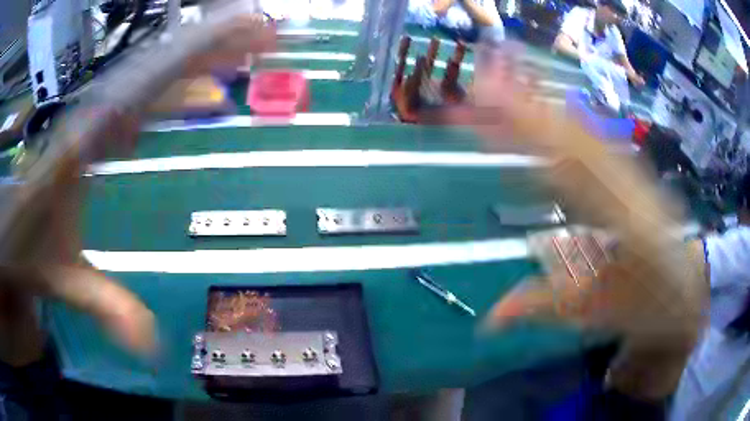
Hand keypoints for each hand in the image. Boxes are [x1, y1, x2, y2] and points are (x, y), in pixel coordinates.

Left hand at [0, 12, 275, 366]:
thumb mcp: (58, 275)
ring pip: (157, 74)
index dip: (201, 59)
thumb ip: (101, 303)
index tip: (246, 43)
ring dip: (203, 60)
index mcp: (88, 139)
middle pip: (164, 66)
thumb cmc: (27, 242)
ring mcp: (101, 117)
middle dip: (216, 47)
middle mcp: (99, 116)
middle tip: (265, 39)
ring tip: (247, 54)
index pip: (151, 82)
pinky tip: (201, 94)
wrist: (8, 225)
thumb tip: (151, 344)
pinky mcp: (101, 128)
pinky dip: (179, 86)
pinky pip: (147, 96)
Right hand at [450, 45, 707, 399]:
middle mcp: (628, 183)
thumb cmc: (646, 303)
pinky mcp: (629, 169)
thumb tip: (489, 318)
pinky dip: (562, 118)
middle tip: (482, 85)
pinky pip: (593, 138)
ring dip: (542, 104)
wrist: (686, 286)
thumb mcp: (598, 313)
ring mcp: (631, 171)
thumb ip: (544, 306)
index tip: (489, 108)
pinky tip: (541, 106)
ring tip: (502, 83)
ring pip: (584, 130)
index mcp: (625, 220)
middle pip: (574, 136)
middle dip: (525, 106)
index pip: (571, 167)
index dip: (529, 134)